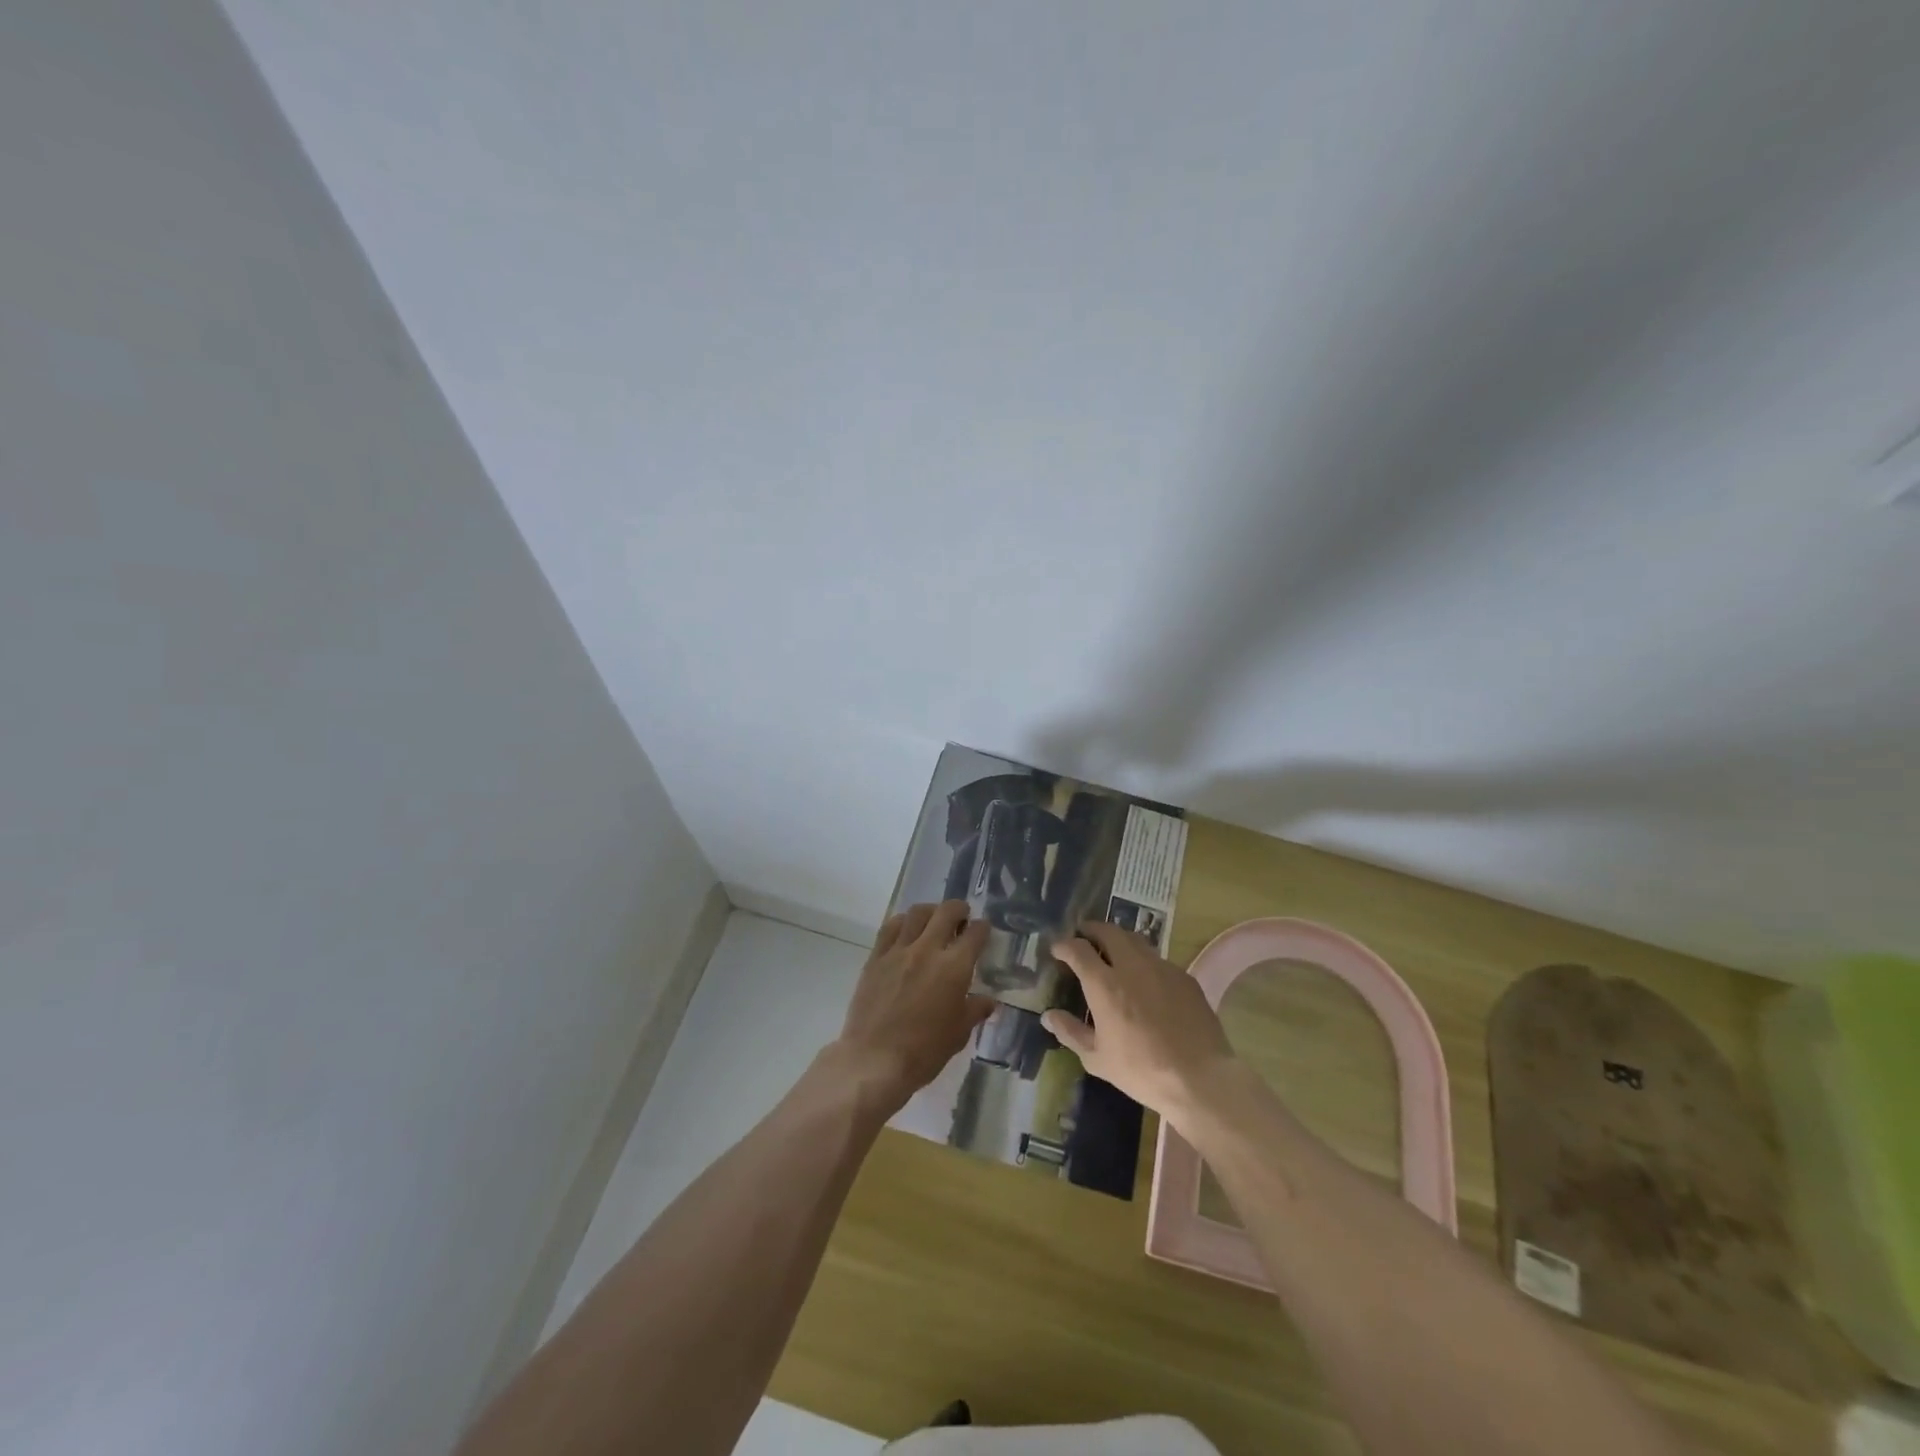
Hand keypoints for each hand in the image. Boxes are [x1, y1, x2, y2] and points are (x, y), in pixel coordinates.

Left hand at [831, 901, 993, 1110]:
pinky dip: (903, 922)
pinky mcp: (876, 958)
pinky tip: (906, 929)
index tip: (983, 930)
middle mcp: (927, 950)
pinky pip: (890, 927)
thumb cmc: (924, 1051)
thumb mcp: (958, 1034)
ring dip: (931, 911)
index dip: (982, 928)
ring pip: (917, 913)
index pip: (974, 934)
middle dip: (959, 909)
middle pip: (946, 912)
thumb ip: (975, 1010)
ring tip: (934, 919)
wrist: (874, 1060)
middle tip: (962, 916)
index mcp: (954, 968)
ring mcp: (899, 951)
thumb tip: (989, 1000)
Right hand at [1043, 921, 1236, 1123]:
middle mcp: (1131, 966)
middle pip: (1108, 932)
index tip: (1058, 949)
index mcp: (1105, 984)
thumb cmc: (1141, 1071)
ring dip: (1118, 940)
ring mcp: (1161, 968)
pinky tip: (1145, 980)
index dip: (1064, 945)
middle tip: (1084, 937)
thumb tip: (1048, 1016)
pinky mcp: (1184, 977)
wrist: (1200, 1078)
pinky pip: (1157, 959)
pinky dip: (1143, 961)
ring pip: (1135, 940)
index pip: (1078, 949)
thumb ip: (1071, 1032)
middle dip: (1092, 930)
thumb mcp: (1097, 1059)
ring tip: (1112, 951)